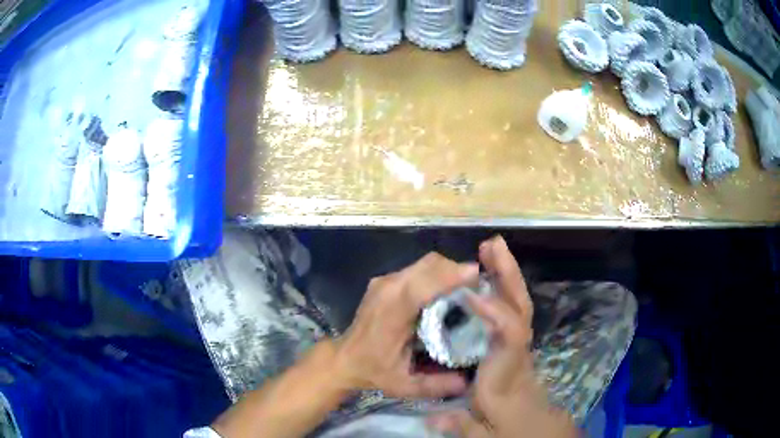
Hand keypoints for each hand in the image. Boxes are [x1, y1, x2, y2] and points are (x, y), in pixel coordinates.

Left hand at [334, 253, 478, 398]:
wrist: (344, 359)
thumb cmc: (373, 370)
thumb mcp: (403, 385)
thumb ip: (434, 385)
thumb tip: (466, 383)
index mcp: (392, 313)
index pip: (422, 286)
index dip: (449, 276)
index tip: (477, 275)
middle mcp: (388, 289)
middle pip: (428, 265)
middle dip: (456, 270)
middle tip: (477, 286)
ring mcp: (384, 281)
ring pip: (424, 263)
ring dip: (447, 270)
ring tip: (465, 287)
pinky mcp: (384, 280)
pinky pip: (416, 269)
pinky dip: (435, 273)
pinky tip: (444, 290)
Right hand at [428, 236, 576, 437]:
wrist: (528, 422)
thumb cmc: (505, 423)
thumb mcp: (483, 432)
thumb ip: (461, 424)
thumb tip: (431, 418)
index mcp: (507, 370)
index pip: (511, 337)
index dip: (496, 313)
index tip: (471, 294)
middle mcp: (517, 349)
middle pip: (520, 308)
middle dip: (509, 275)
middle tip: (491, 245)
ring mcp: (519, 341)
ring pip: (519, 303)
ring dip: (506, 273)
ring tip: (490, 248)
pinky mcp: (515, 339)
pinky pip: (511, 307)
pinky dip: (502, 287)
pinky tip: (487, 276)